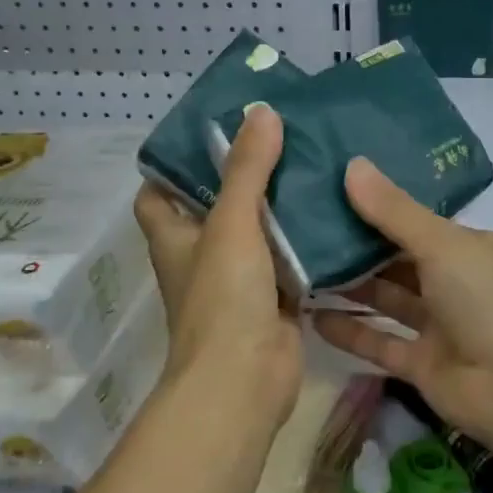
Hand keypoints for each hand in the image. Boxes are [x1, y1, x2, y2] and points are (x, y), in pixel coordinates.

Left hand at [133, 106, 301, 426]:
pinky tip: (334, 213)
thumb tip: (260, 111)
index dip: (173, 165)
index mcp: (174, 236)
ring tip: (312, 163)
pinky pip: (289, 261)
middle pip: (215, 206)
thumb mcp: (230, 223)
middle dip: (242, 176)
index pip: (158, 192)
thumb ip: (246, 169)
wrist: (245, 380)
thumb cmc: (222, 298)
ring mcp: (238, 279)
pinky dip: (306, 242)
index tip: (210, 134)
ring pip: (257, 232)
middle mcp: (201, 255)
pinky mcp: (273, 299)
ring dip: (278, 207)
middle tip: (278, 138)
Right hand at [313, 158, 492, 443]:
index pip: (415, 222)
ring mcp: (437, 326)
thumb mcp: (443, 245)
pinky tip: (311, 317)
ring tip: (298, 268)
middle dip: (355, 246)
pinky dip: (349, 331)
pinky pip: (378, 342)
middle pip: (396, 260)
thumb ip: (394, 211)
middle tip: (302, 228)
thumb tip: (352, 164)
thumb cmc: (488, 302)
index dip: (376, 207)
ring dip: (348, 287)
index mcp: (468, 248)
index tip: (330, 191)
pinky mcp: (421, 364)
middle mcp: (453, 283)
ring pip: (385, 300)